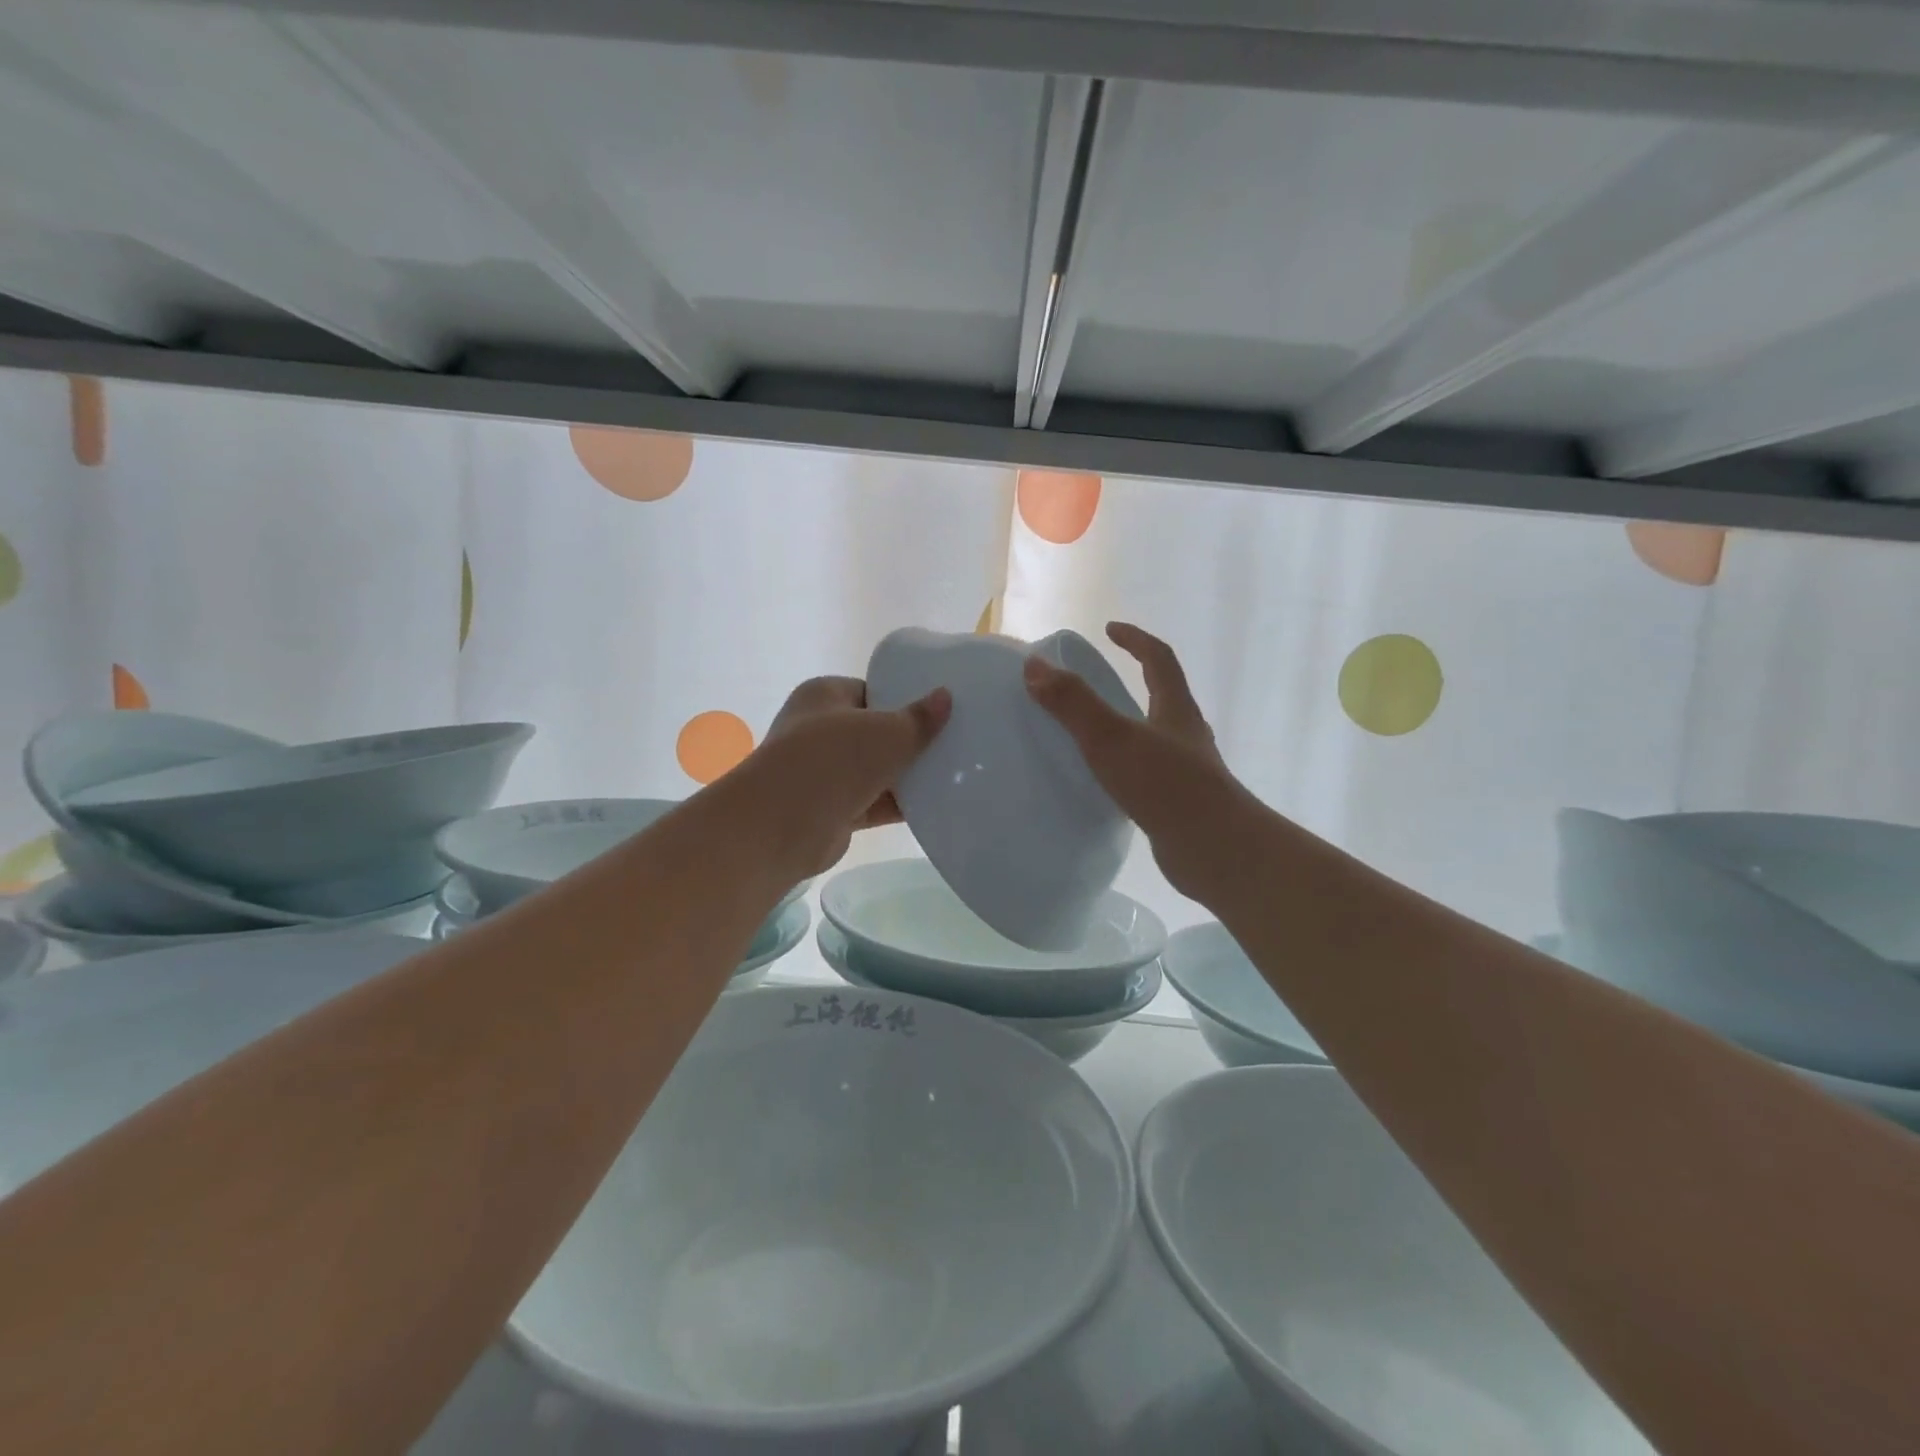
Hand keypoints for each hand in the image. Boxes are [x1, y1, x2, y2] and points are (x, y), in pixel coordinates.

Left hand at [743, 675, 950, 876]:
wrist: (782, 824)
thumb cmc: (832, 759)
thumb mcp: (885, 732)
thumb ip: (918, 719)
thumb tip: (945, 697)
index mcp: (824, 695)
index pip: (871, 690)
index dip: (905, 698)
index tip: (940, 709)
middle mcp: (819, 730)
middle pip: (875, 731)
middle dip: (910, 739)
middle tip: (954, 741)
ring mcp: (824, 772)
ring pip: (875, 769)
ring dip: (907, 775)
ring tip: (955, 773)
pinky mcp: (832, 809)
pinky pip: (873, 801)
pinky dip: (899, 804)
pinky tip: (936, 805)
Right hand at [1024, 623, 1253, 900]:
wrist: (1214, 850)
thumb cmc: (1166, 785)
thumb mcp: (1112, 738)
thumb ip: (1073, 702)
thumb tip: (1034, 666)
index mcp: (1176, 709)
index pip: (1159, 659)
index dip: (1135, 639)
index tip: (1109, 629)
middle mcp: (1186, 734)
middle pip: (1162, 696)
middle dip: (1133, 681)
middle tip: (1095, 682)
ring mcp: (1186, 771)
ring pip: (1155, 737)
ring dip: (1128, 726)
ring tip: (1091, 733)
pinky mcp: (1178, 803)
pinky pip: (1147, 773)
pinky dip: (1125, 766)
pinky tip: (1104, 783)